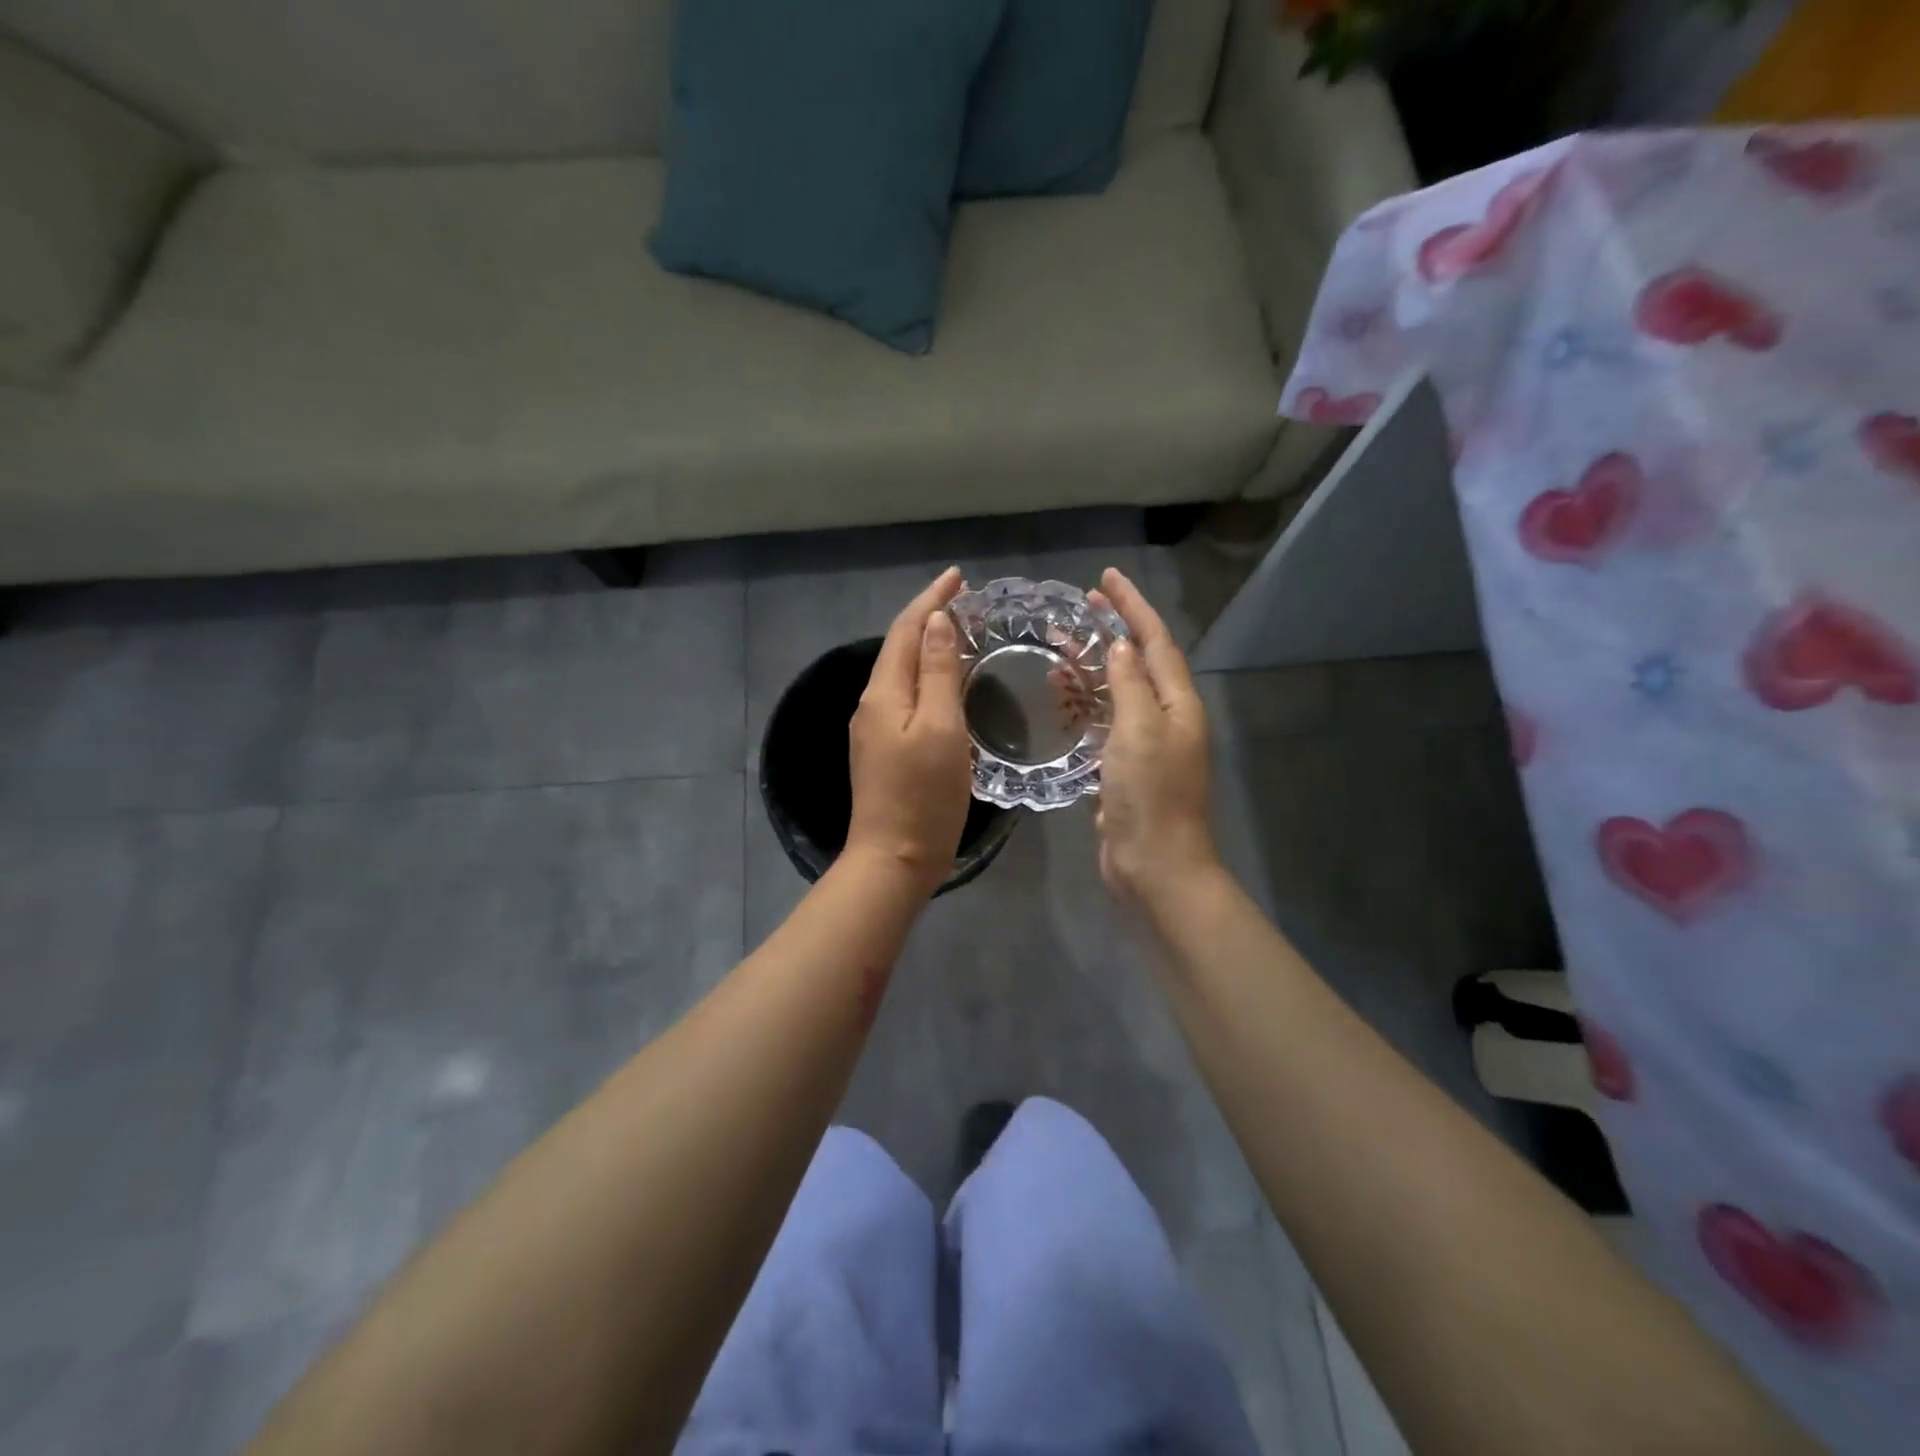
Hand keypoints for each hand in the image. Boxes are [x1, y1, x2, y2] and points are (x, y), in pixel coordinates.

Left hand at [846, 568, 973, 893]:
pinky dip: (925, 676)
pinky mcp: (883, 749)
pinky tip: (945, 680)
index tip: (958, 576)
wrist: (892, 859)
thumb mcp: (941, 730)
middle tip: (964, 600)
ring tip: (959, 631)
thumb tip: (936, 623)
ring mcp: (874, 729)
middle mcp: (872, 704)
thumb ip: (937, 674)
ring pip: (901, 672)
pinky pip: (905, 696)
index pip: (905, 630)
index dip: (931, 600)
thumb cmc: (924, 796)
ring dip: (926, 645)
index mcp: (884, 694)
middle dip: (928, 617)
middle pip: (898, 647)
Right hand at [1090, 568, 1218, 901]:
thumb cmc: (1150, 795)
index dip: (1132, 607)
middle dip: (1112, 630)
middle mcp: (1165, 716)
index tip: (1106, 578)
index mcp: (1177, 703)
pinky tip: (1061, 695)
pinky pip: (1104, 721)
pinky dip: (1084, 703)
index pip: (1155, 640)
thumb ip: (1130, 685)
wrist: (1154, 864)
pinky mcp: (1124, 766)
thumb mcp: (1140, 731)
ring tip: (1059, 644)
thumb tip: (1121, 646)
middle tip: (1080, 605)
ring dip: (1092, 666)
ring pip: (1117, 691)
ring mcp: (1145, 742)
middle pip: (1138, 661)